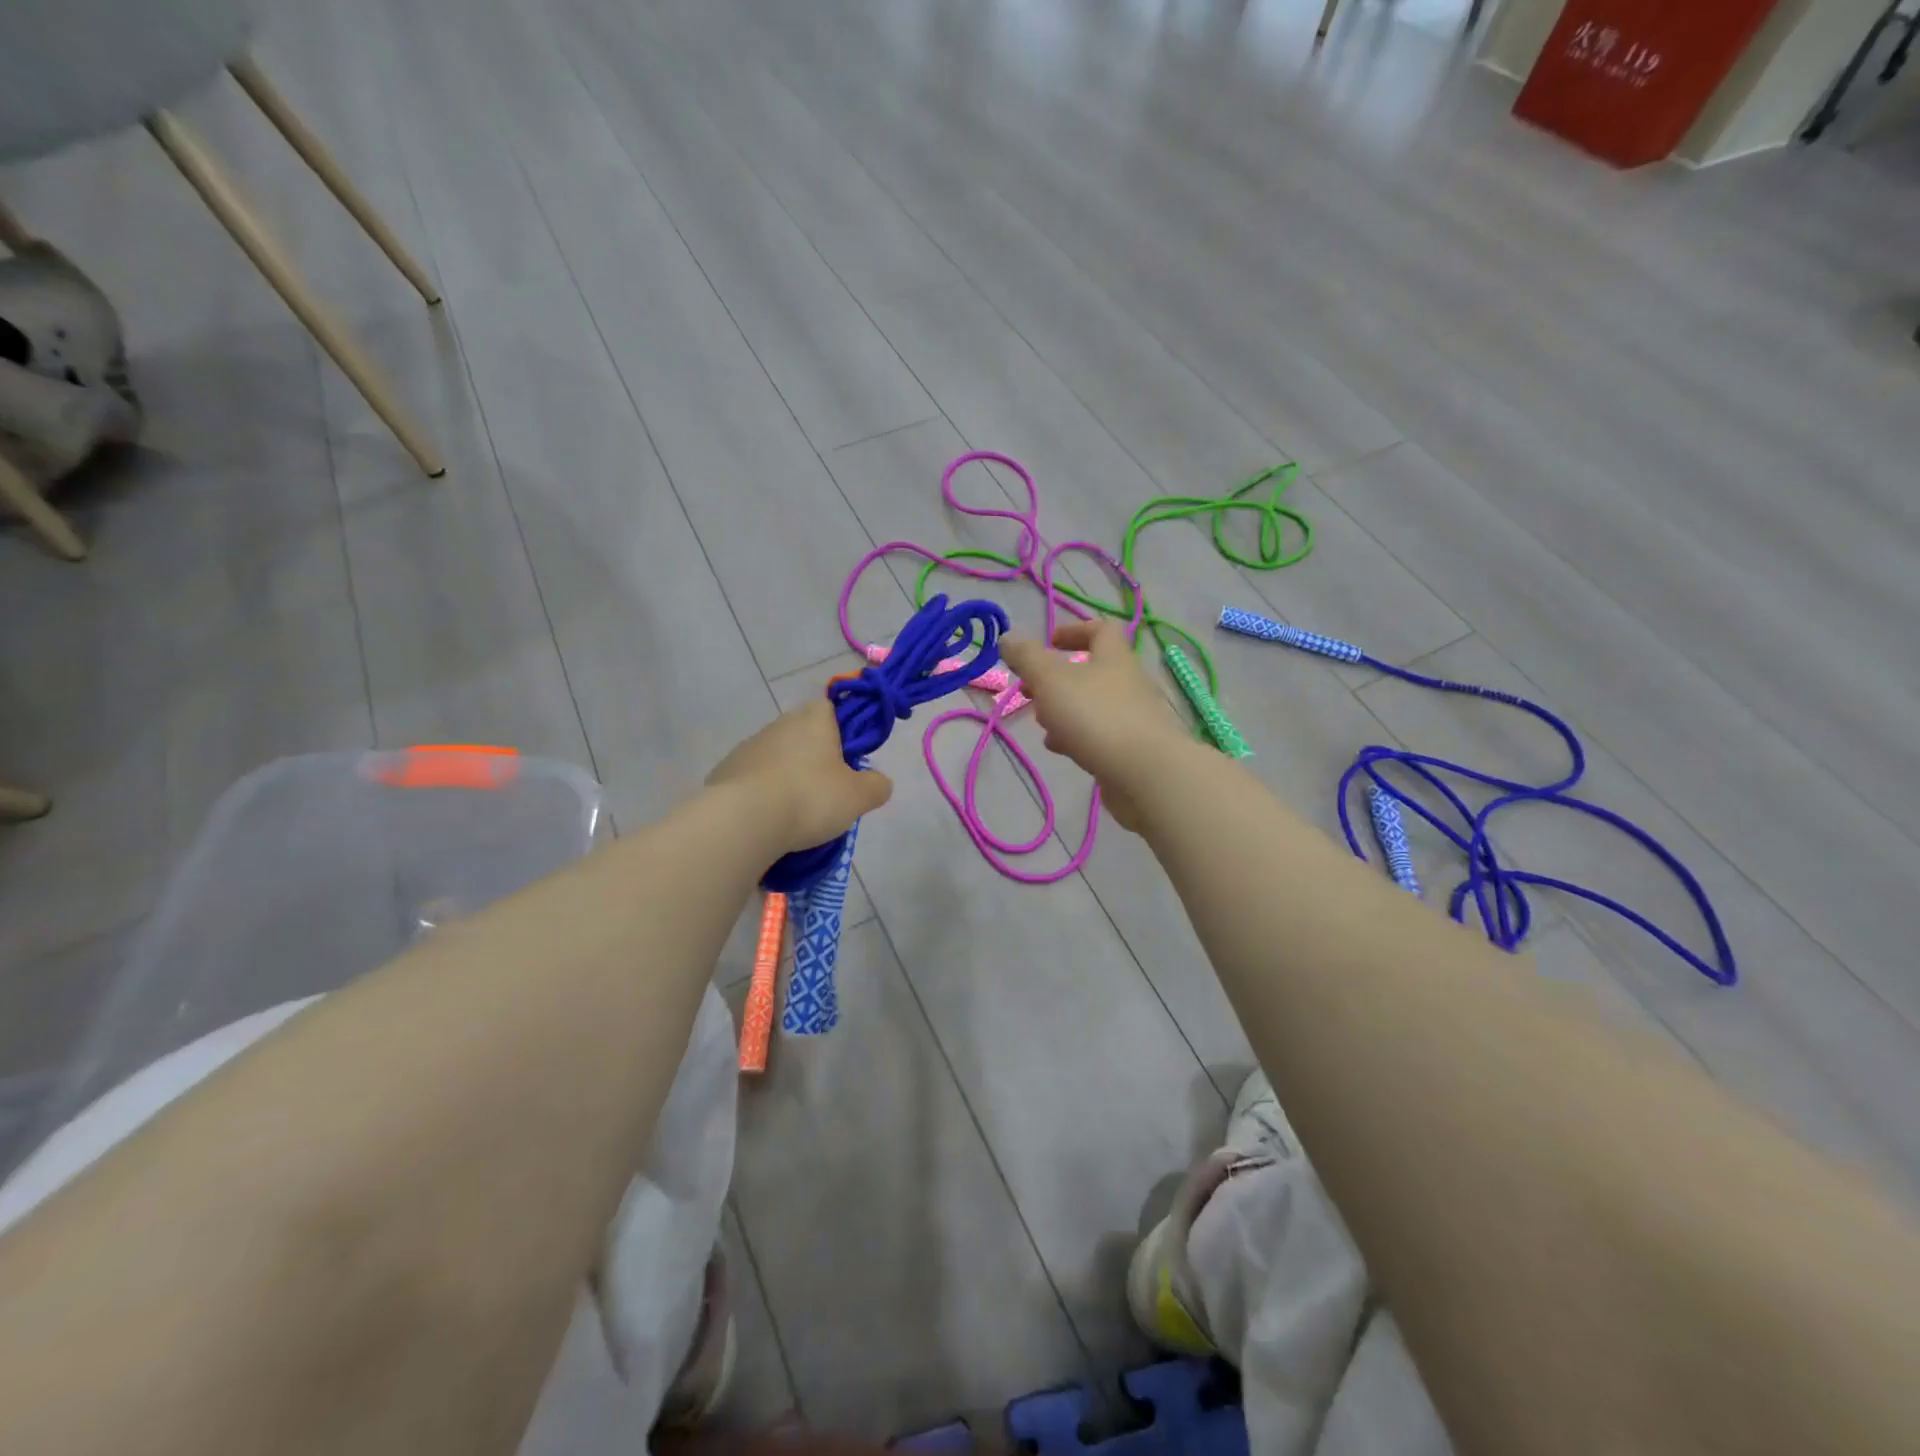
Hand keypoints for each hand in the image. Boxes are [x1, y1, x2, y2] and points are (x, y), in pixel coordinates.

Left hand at [707, 700, 893, 853]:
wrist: (742, 821)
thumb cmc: (809, 798)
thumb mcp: (859, 797)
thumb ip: (876, 786)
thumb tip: (879, 782)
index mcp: (814, 719)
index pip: (830, 708)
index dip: (842, 730)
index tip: (849, 759)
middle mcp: (779, 724)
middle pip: (803, 734)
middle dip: (815, 758)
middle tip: (828, 792)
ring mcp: (748, 747)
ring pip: (777, 758)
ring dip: (788, 777)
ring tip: (797, 813)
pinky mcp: (725, 772)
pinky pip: (754, 779)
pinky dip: (763, 794)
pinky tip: (770, 820)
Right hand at [1001, 620, 1191, 831]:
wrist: (1145, 774)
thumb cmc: (1096, 717)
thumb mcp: (1051, 680)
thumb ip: (1027, 658)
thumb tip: (1008, 636)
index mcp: (1113, 657)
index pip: (1101, 629)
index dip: (1074, 631)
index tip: (1049, 643)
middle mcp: (1127, 682)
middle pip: (1092, 670)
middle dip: (1057, 679)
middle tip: (1030, 690)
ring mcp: (1132, 717)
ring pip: (1092, 704)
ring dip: (1064, 710)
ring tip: (1041, 724)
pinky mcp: (1131, 748)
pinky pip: (1099, 734)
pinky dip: (1077, 736)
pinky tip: (1061, 749)